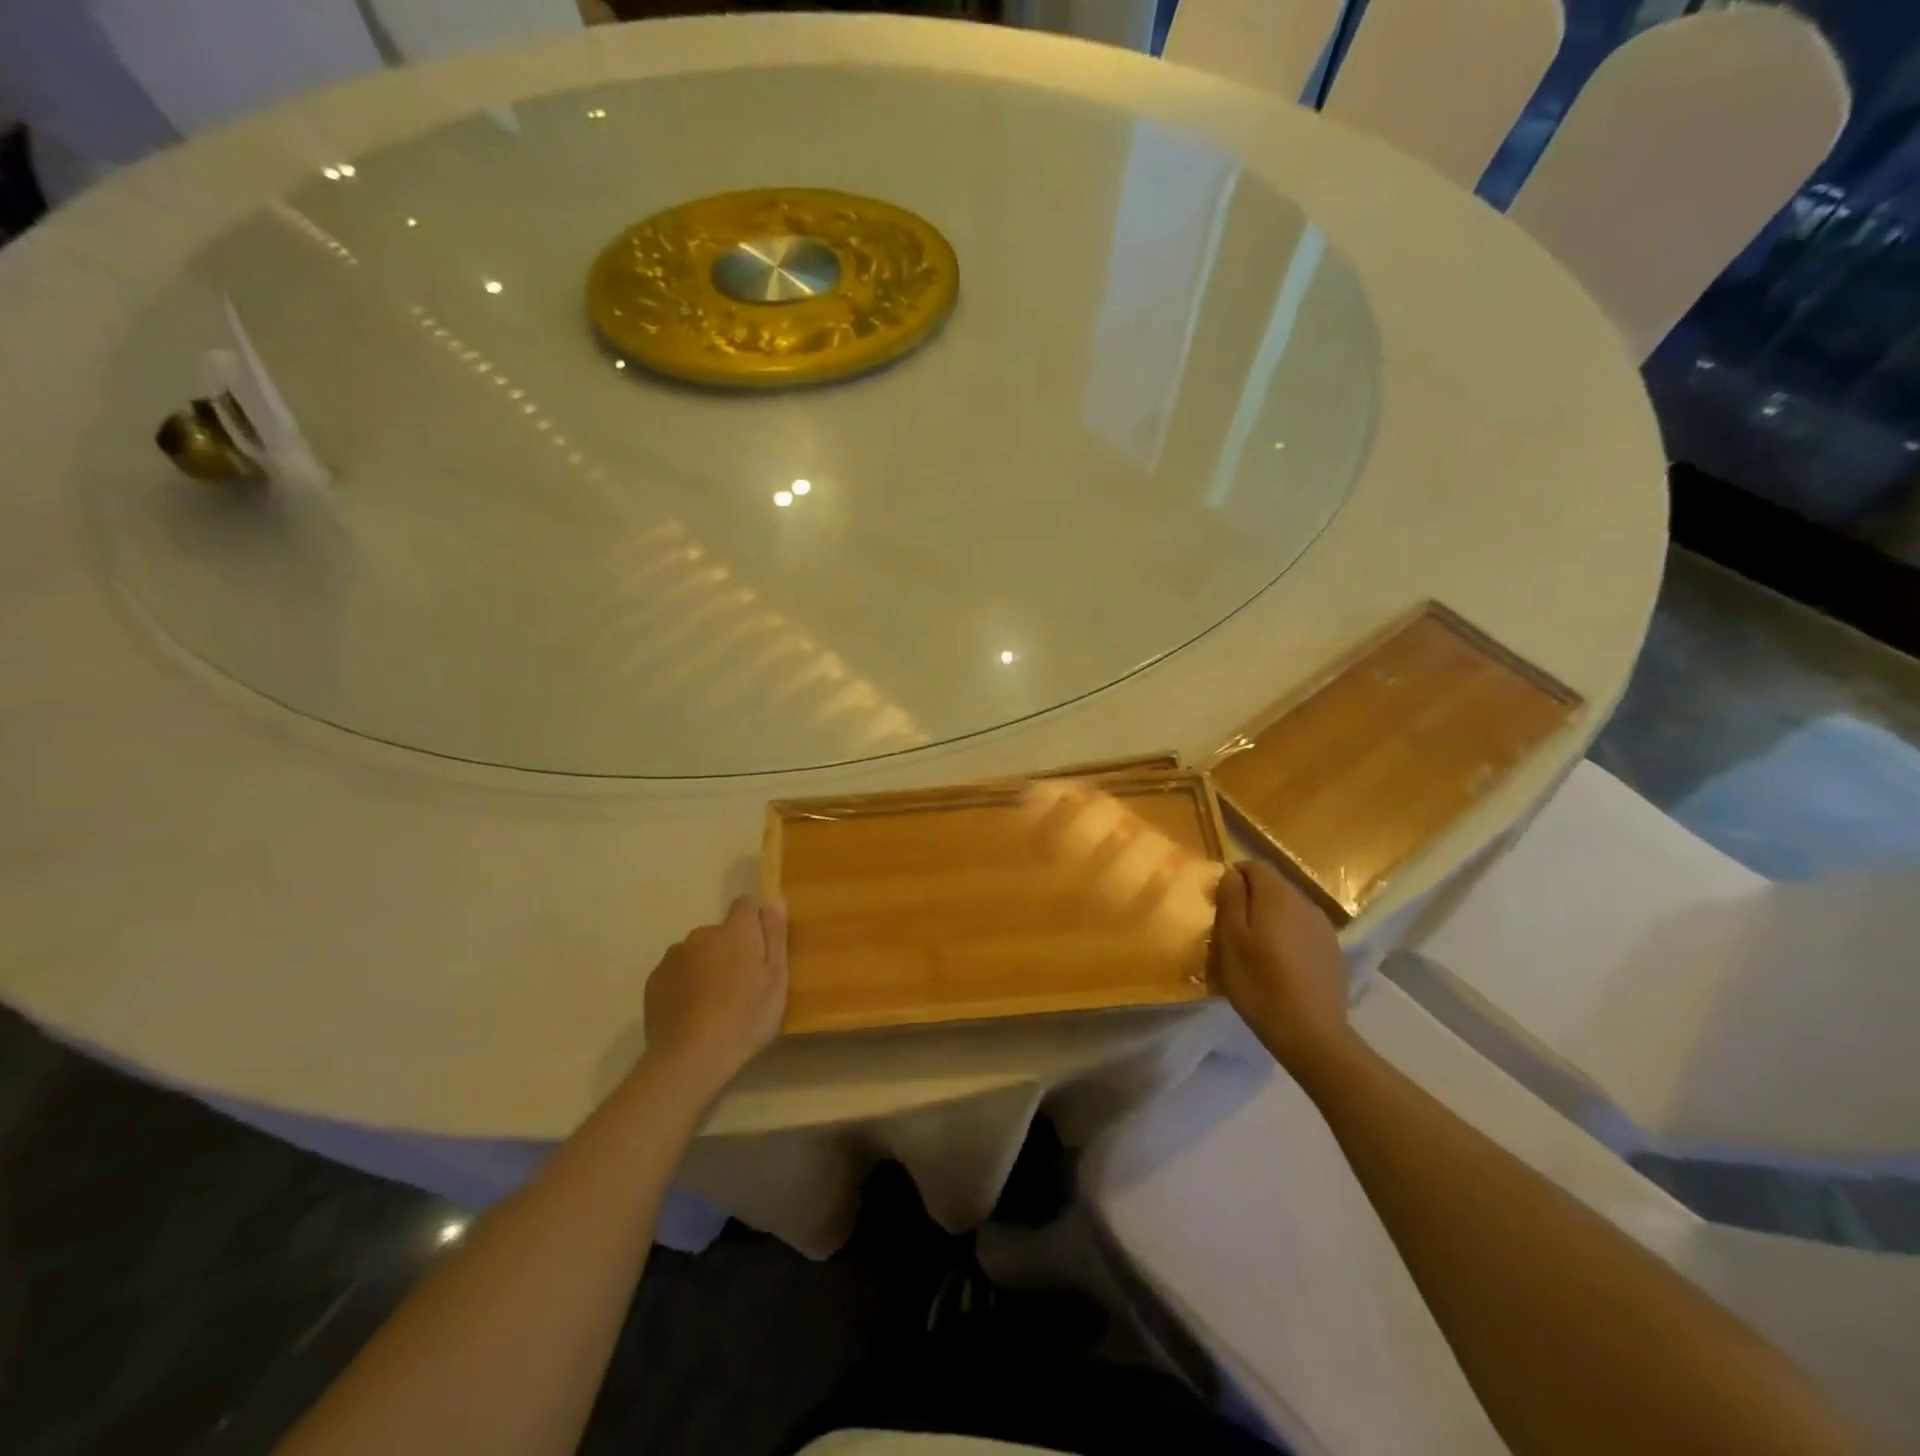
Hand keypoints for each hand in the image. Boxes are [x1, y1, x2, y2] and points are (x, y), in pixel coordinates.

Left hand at [642, 896, 788, 1094]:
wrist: (690, 1059)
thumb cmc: (745, 1018)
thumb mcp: (776, 979)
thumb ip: (775, 934)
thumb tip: (774, 896)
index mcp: (734, 931)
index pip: (746, 905)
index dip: (755, 923)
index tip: (761, 950)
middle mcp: (701, 935)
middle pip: (721, 933)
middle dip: (731, 950)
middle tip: (742, 987)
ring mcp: (673, 957)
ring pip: (697, 954)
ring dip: (707, 967)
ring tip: (715, 1004)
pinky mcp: (654, 981)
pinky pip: (677, 974)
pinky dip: (685, 985)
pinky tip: (693, 1013)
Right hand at [1213, 862, 1359, 1086]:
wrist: (1311, 1033)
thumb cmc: (1259, 983)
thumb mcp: (1230, 939)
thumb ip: (1230, 899)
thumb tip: (1232, 873)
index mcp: (1277, 895)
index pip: (1253, 866)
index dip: (1234, 878)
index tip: (1220, 904)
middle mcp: (1304, 902)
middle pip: (1273, 887)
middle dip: (1251, 899)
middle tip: (1233, 930)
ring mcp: (1324, 928)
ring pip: (1290, 910)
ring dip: (1271, 919)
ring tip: (1257, 950)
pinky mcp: (1334, 952)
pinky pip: (1304, 931)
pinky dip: (1289, 938)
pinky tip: (1282, 966)